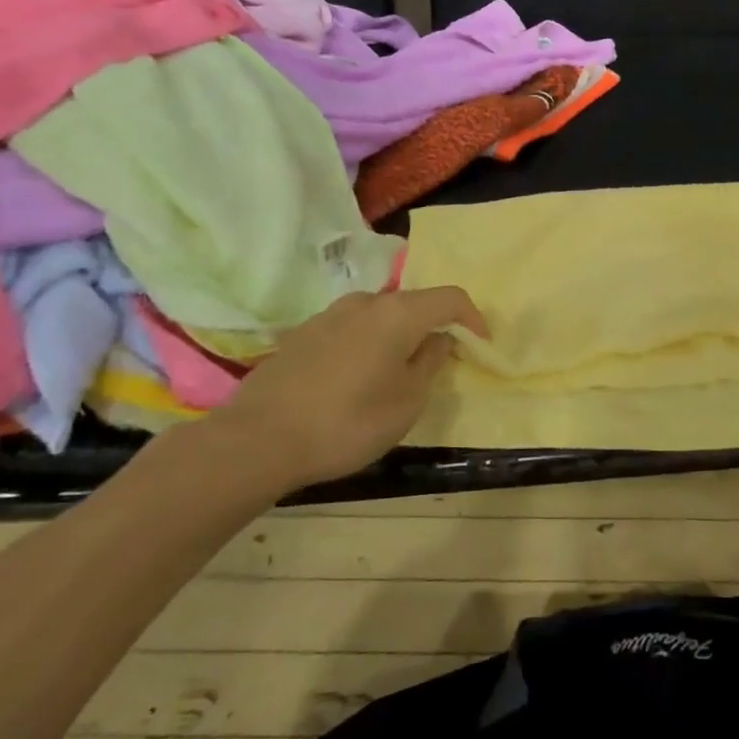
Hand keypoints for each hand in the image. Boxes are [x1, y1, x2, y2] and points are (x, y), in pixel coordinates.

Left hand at [211, 286, 487, 490]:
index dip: (473, 318)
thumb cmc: (347, 422)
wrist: (257, 440)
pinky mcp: (302, 334)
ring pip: (379, 317)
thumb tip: (438, 340)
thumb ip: (430, 363)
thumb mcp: (407, 402)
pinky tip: (355, 381)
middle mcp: (365, 302)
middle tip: (438, 362)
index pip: (450, 298)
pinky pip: (350, 330)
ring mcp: (329, 315)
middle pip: (413, 304)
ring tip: (395, 375)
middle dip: (432, 328)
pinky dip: (366, 346)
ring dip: (396, 338)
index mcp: (398, 313)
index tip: (481, 345)